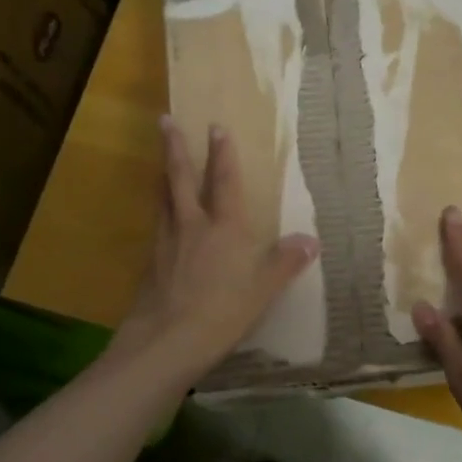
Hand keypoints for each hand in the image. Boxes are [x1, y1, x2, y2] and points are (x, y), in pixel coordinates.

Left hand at [112, 117, 318, 383]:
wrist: (167, 340)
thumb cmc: (222, 312)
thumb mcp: (263, 290)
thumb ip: (285, 263)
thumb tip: (311, 240)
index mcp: (224, 228)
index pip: (224, 182)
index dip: (222, 154)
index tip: (216, 127)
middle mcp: (192, 225)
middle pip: (180, 178)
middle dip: (175, 148)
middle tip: (166, 121)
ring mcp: (166, 242)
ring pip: (163, 198)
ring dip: (163, 175)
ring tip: (161, 162)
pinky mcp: (150, 262)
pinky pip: (156, 226)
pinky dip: (159, 212)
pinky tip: (160, 219)